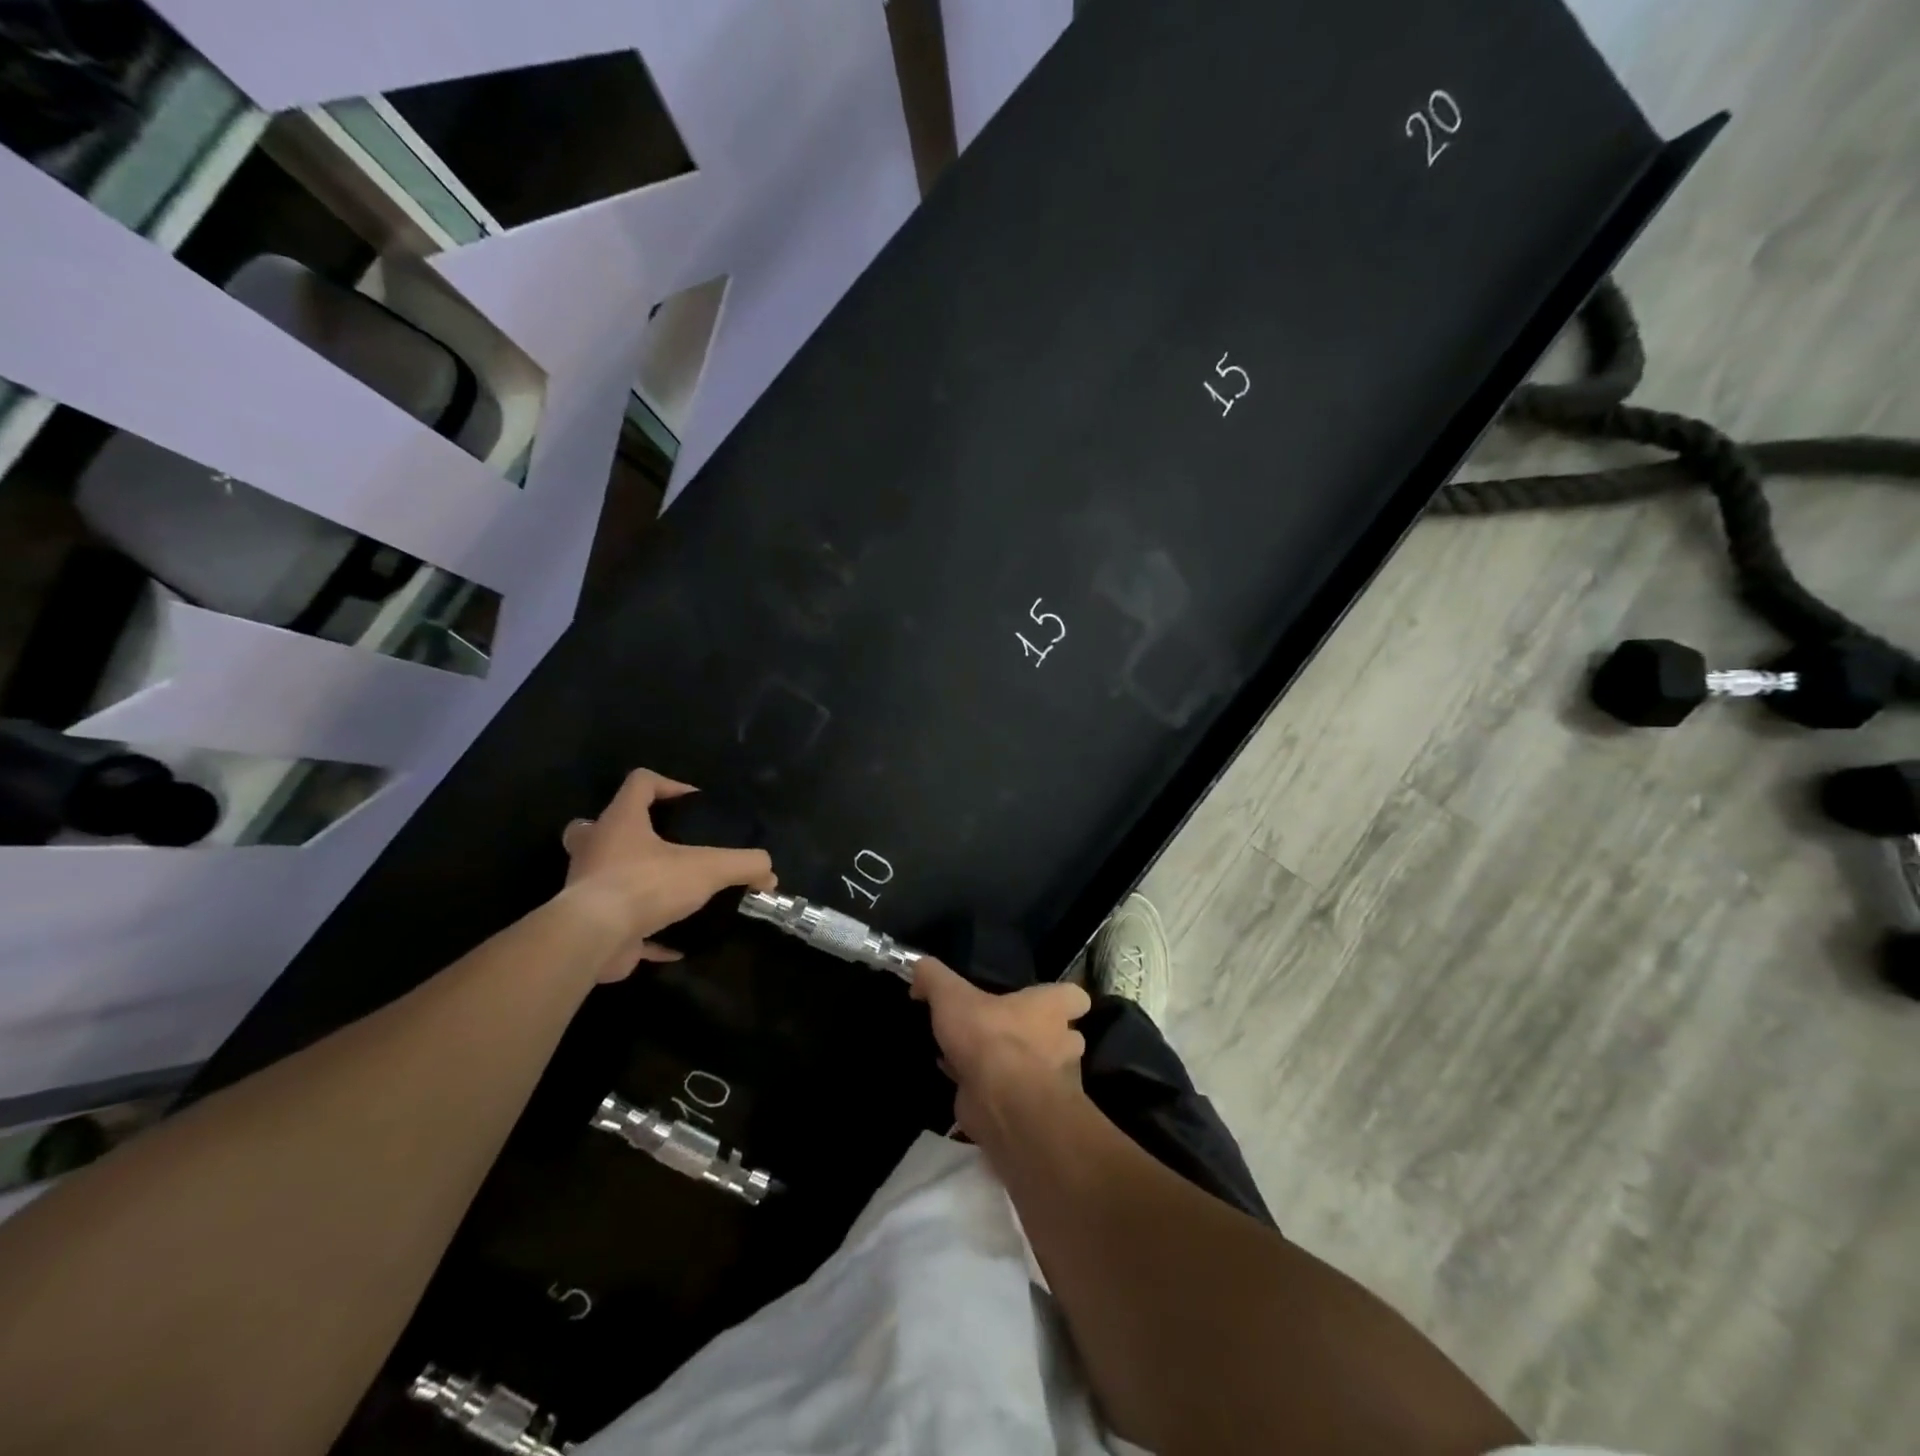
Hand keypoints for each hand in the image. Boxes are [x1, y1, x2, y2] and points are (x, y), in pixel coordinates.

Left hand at [559, 769, 775, 981]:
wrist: (594, 938)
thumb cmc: (645, 885)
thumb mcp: (708, 868)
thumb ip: (743, 865)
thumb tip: (769, 872)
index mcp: (620, 822)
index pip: (640, 783)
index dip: (668, 784)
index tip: (693, 803)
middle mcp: (596, 848)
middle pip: (597, 827)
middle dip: (624, 832)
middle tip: (658, 844)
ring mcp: (587, 887)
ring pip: (603, 875)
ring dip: (633, 880)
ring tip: (670, 891)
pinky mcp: (592, 925)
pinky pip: (620, 925)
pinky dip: (647, 934)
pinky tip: (676, 944)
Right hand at [912, 957, 1090, 1138]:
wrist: (1001, 1103)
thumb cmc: (988, 1037)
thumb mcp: (952, 996)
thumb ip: (934, 977)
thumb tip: (919, 968)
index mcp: (1051, 1008)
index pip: (1076, 997)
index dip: (1062, 998)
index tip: (1039, 1000)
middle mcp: (1062, 1043)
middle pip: (1064, 1036)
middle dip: (1039, 1038)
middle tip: (1005, 1033)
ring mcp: (1053, 1082)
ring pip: (1040, 1071)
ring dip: (1017, 1068)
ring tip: (982, 1061)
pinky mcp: (1033, 1114)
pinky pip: (1016, 1099)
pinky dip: (996, 1094)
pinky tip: (965, 1087)